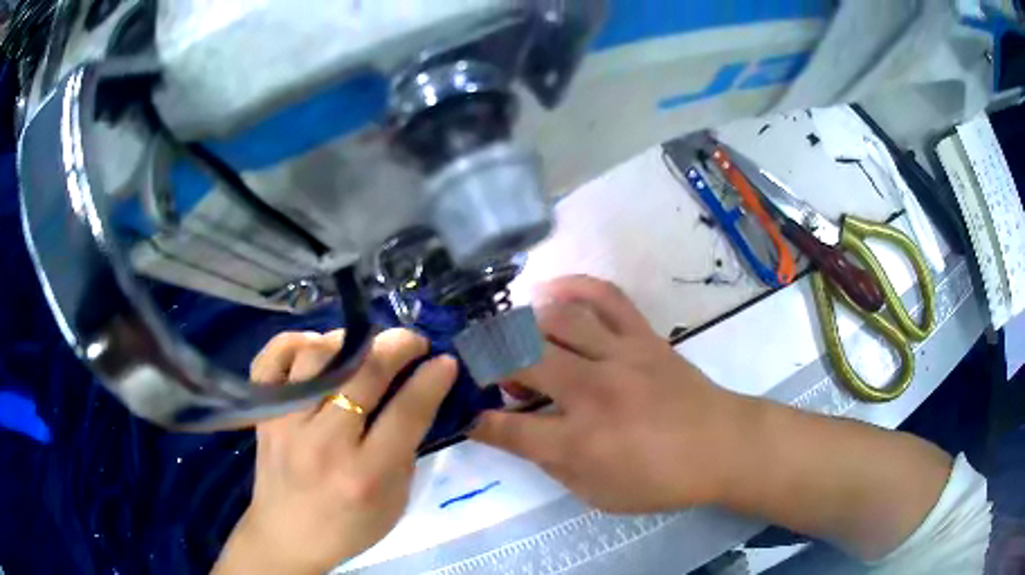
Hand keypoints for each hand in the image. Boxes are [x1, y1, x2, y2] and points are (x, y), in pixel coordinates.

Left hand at [215, 329, 456, 573]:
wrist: (288, 536)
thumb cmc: (349, 526)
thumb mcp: (395, 500)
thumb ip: (406, 447)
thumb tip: (418, 394)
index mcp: (366, 474)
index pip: (406, 412)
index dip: (431, 379)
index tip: (445, 360)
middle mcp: (324, 443)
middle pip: (364, 373)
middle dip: (398, 346)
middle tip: (413, 342)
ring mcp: (285, 423)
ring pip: (319, 355)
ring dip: (351, 341)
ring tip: (365, 348)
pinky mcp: (262, 413)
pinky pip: (271, 358)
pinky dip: (294, 342)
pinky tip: (316, 348)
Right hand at [471, 276, 749, 512]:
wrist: (722, 447)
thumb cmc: (660, 481)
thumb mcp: (599, 494)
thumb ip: (553, 465)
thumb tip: (519, 433)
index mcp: (581, 442)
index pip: (509, 429)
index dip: (478, 422)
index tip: (466, 415)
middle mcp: (594, 392)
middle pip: (523, 360)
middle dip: (489, 360)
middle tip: (482, 366)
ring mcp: (621, 356)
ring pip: (558, 321)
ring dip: (524, 324)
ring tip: (514, 335)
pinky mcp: (644, 336)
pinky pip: (606, 296)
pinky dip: (573, 287)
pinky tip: (551, 292)